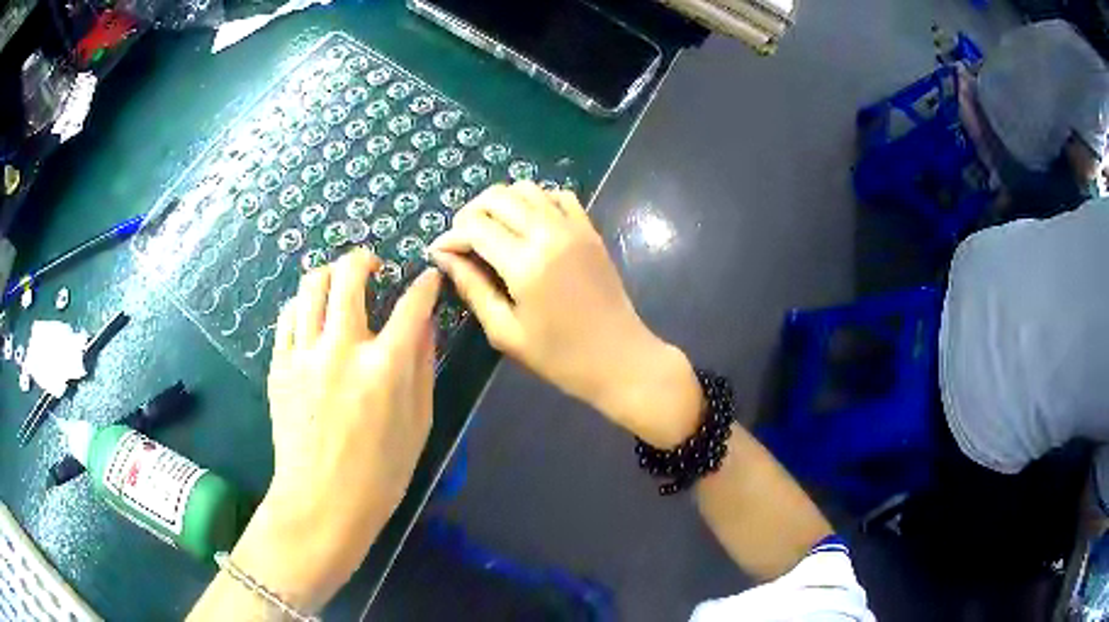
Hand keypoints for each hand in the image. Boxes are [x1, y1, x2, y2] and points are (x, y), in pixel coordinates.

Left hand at [235, 248, 440, 611]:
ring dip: (330, 275)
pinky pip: (288, 316)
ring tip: (339, 285)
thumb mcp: (419, 425)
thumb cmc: (380, 474)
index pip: (411, 305)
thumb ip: (422, 368)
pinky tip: (312, 316)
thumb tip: (424, 325)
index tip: (428, 279)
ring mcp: (304, 354)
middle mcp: (342, 348)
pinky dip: (304, 305)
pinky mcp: (280, 366)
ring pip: (311, 286)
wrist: (322, 503)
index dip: (425, 285)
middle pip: (349, 276)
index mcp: (385, 367)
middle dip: (365, 259)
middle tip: (373, 266)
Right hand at [430, 182, 701, 447]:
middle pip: (497, 197)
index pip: (475, 226)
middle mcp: (548, 233)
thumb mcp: (505, 332)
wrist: (619, 358)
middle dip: (470, 213)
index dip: (451, 236)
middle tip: (463, 241)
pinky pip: (558, 195)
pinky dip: (536, 200)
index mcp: (525, 264)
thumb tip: (443, 257)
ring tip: (492, 230)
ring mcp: (573, 227)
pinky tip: (528, 224)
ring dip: (501, 203)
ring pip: (526, 188)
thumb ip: (472, 288)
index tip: (440, 252)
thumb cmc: (559, 356)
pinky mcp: (590, 229)